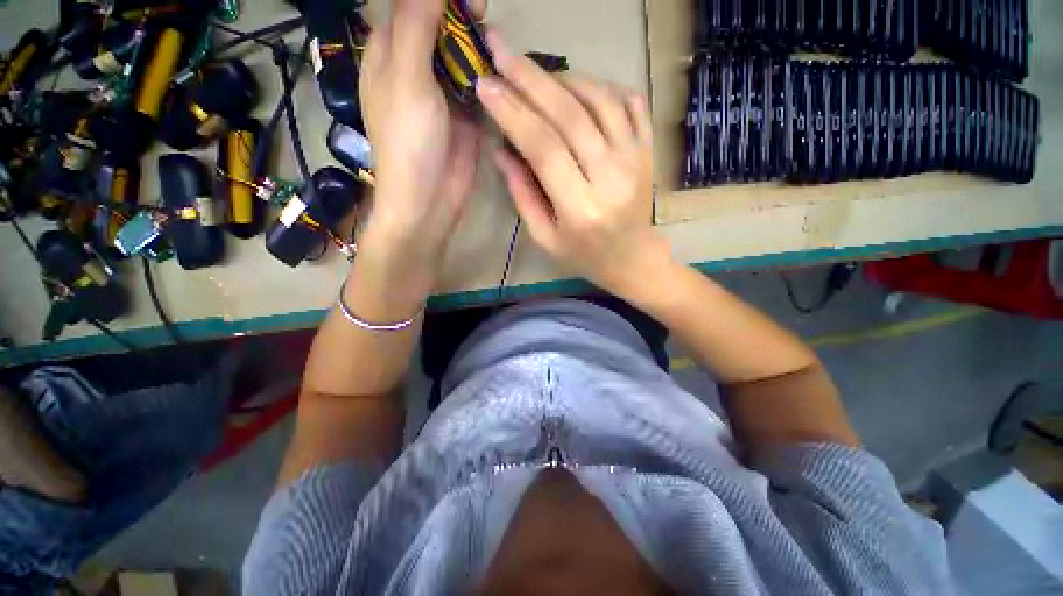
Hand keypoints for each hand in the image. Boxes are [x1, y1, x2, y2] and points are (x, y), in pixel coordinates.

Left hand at [359, 0, 482, 279]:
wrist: (429, 199)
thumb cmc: (408, 141)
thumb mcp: (407, 78)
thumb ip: (416, 25)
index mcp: (389, 53)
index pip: (409, 6)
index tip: (467, 1)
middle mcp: (414, 68)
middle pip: (437, 26)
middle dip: (460, 17)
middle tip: (483, 17)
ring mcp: (441, 93)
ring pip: (459, 54)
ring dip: (476, 45)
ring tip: (494, 45)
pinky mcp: (464, 116)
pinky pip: (475, 86)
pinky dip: (486, 76)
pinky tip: (499, 74)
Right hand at [476, 32, 669, 296]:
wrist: (632, 258)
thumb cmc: (584, 255)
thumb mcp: (545, 237)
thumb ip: (523, 195)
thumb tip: (502, 149)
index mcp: (580, 208)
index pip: (544, 147)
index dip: (512, 112)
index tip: (485, 84)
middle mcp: (611, 178)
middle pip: (570, 115)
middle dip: (530, 79)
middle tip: (500, 52)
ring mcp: (635, 160)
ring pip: (600, 100)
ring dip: (564, 78)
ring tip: (537, 74)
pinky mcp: (648, 151)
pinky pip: (629, 103)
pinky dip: (602, 85)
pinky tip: (579, 85)